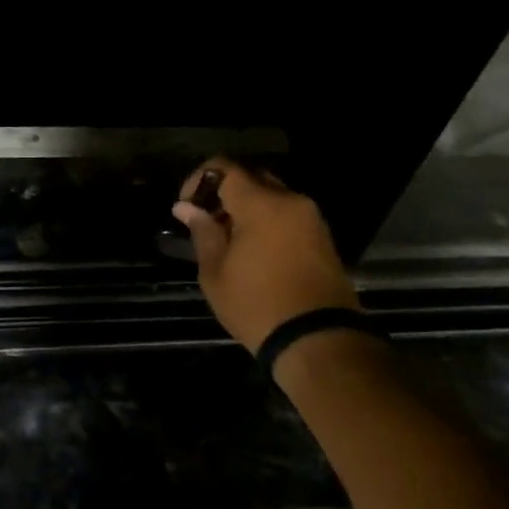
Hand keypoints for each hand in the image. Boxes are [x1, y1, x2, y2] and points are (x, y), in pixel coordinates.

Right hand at [173, 157, 358, 352]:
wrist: (317, 340)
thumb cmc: (257, 305)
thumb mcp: (215, 272)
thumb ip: (202, 232)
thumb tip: (186, 207)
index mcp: (262, 204)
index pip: (225, 168)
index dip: (199, 179)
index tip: (187, 205)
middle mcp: (290, 201)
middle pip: (251, 178)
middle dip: (224, 192)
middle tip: (207, 221)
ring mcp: (311, 218)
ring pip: (272, 196)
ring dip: (247, 207)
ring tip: (228, 239)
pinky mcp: (322, 237)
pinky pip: (288, 214)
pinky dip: (267, 221)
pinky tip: (253, 250)